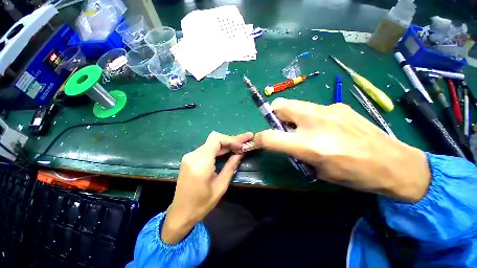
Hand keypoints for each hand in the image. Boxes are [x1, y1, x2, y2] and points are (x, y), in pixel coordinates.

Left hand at [161, 131, 252, 243]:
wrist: (181, 212)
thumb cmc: (202, 204)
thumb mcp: (221, 186)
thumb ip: (231, 166)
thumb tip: (241, 152)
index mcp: (201, 163)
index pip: (216, 139)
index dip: (230, 139)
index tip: (241, 146)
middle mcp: (193, 156)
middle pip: (214, 139)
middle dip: (231, 140)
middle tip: (246, 140)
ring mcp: (190, 156)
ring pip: (211, 142)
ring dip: (226, 143)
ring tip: (239, 145)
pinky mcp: (190, 158)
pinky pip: (207, 148)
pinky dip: (219, 148)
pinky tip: (228, 150)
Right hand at [254, 98, 430, 202]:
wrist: (395, 164)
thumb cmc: (354, 175)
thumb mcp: (317, 170)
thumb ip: (294, 152)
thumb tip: (281, 141)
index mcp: (310, 145)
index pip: (270, 137)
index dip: (259, 139)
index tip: (257, 141)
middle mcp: (315, 122)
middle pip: (279, 105)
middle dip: (273, 115)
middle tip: (281, 127)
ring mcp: (328, 109)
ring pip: (294, 104)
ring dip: (290, 115)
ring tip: (301, 128)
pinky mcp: (338, 105)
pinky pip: (311, 107)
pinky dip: (307, 116)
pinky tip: (323, 127)